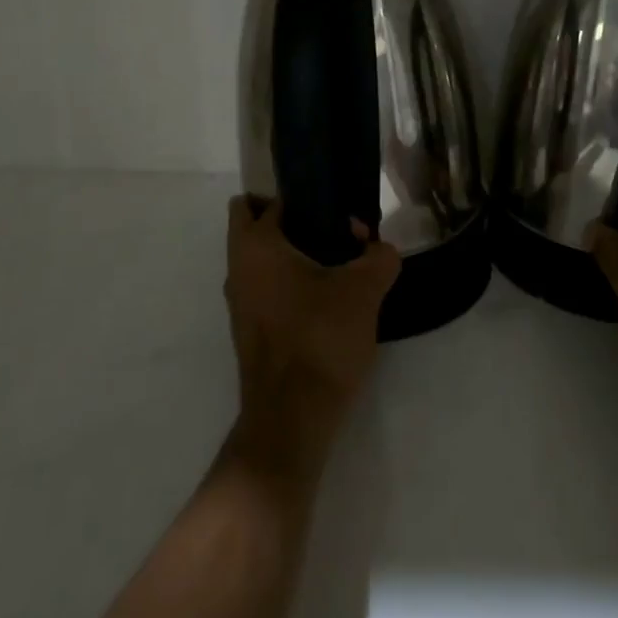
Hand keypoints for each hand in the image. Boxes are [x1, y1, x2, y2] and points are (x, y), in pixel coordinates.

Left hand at [222, 195, 400, 483]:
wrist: (292, 419)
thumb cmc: (319, 338)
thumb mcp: (363, 290)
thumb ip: (378, 257)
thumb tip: (380, 249)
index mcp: (255, 247)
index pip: (259, 201)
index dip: (299, 198)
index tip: (333, 208)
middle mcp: (237, 269)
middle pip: (254, 227)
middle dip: (291, 223)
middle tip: (334, 230)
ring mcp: (240, 304)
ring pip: (262, 261)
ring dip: (293, 256)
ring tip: (340, 265)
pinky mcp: (251, 332)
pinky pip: (268, 290)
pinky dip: (291, 285)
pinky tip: (328, 300)